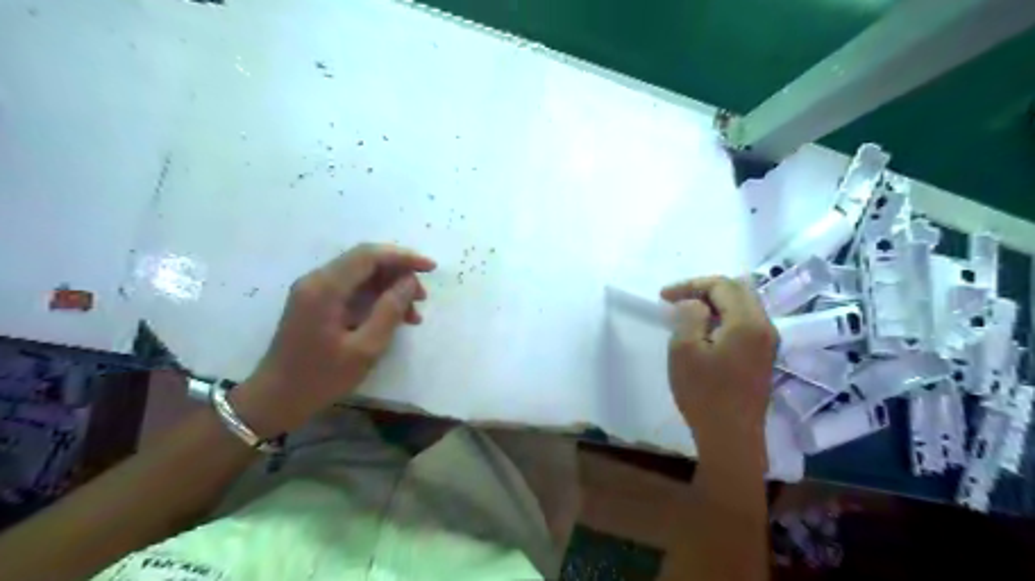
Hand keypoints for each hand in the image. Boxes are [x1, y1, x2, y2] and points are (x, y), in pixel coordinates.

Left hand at [230, 243, 436, 438]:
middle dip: (399, 274)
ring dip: (390, 288)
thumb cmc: (321, 378)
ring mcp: (315, 290)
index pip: (369, 255)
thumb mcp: (365, 348)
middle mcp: (317, 280)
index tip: (431, 268)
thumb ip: (389, 310)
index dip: (403, 257)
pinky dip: (376, 298)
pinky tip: (394, 318)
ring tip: (413, 314)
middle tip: (422, 298)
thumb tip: (409, 282)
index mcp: (325, 288)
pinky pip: (352, 289)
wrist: (276, 399)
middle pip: (366, 261)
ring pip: (362, 275)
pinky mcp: (316, 302)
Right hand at [663, 275, 775, 466]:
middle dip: (704, 290)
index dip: (691, 284)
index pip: (722, 285)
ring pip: (743, 306)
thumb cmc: (704, 393)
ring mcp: (768, 343)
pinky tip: (705, 331)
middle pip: (737, 290)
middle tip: (676, 300)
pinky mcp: (763, 357)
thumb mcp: (684, 350)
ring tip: (687, 313)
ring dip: (714, 303)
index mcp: (747, 322)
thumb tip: (695, 304)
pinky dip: (723, 318)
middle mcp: (765, 327)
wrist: (731, 438)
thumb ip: (689, 317)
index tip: (663, 296)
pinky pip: (745, 323)